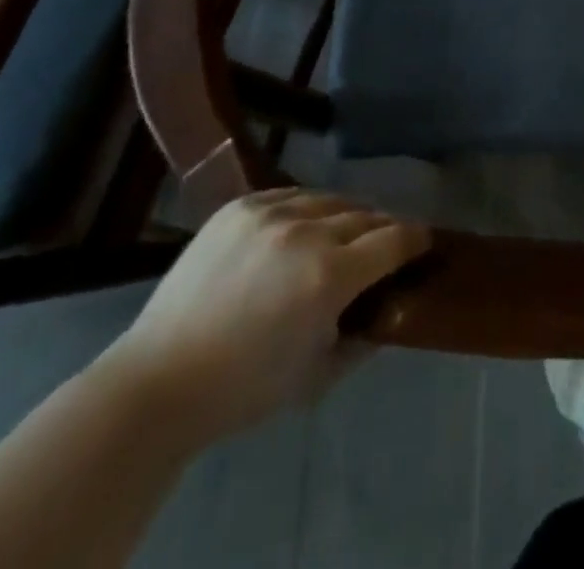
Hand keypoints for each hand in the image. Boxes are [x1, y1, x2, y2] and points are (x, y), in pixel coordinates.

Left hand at [96, 189, 430, 445]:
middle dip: (383, 230)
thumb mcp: (319, 375)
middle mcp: (306, 232)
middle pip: (366, 215)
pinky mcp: (240, 206)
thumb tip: (392, 308)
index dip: (416, 239)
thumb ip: (365, 336)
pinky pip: (292, 194)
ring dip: (346, 215)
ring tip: (345, 233)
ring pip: (330, 199)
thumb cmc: (245, 389)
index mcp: (329, 276)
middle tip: (385, 246)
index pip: (394, 239)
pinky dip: (308, 207)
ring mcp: (270, 213)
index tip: (424, 242)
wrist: (158, 381)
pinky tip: (304, 226)